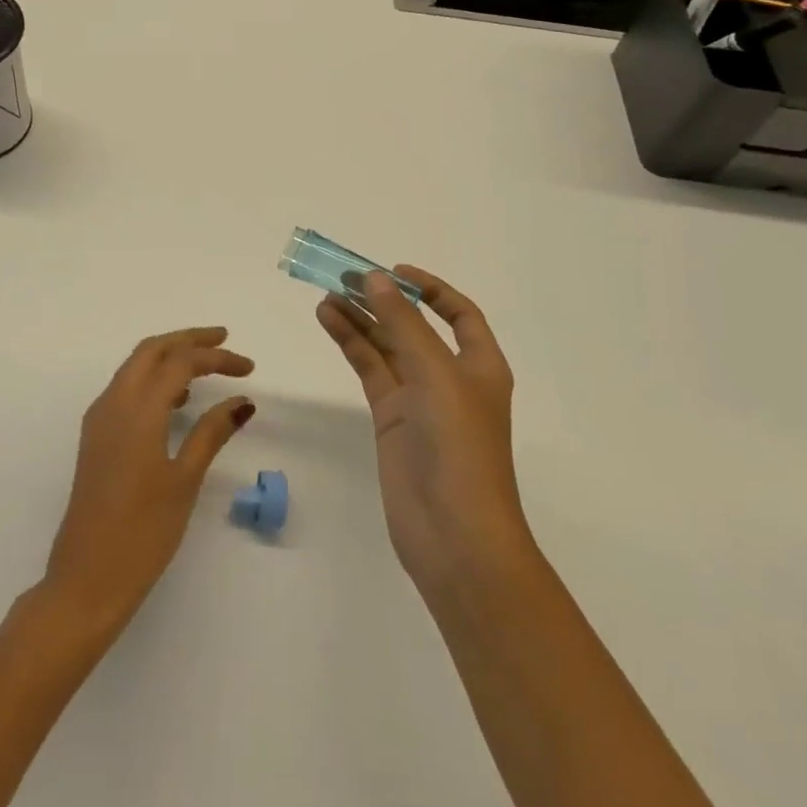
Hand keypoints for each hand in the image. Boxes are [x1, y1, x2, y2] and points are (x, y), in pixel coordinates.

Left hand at [42, 327, 254, 639]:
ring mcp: (99, 419)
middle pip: (152, 350)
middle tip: (224, 340)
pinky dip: (152, 379)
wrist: (86, 579)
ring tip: (206, 367)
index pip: (181, 362)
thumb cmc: (142, 533)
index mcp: (137, 409)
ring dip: (169, 356)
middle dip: (188, 339)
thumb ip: (212, 433)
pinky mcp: (95, 437)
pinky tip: (176, 401)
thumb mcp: (184, 480)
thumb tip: (242, 401)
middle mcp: (113, 403)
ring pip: (135, 366)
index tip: (249, 369)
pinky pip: (125, 388)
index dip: (217, 358)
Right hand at [316, 268, 534, 607]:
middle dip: (384, 300)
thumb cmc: (460, 447)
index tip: (394, 271)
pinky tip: (329, 321)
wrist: (454, 535)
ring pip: (386, 346)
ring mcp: (418, 400)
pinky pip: (370, 370)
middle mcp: (450, 377)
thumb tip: (375, 278)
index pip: (459, 314)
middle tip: (344, 277)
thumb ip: (403, 324)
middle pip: (414, 326)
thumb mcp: (436, 375)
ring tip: (327, 294)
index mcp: (480, 365)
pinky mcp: (391, 420)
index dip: (430, 288)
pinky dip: (350, 344)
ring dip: (360, 319)